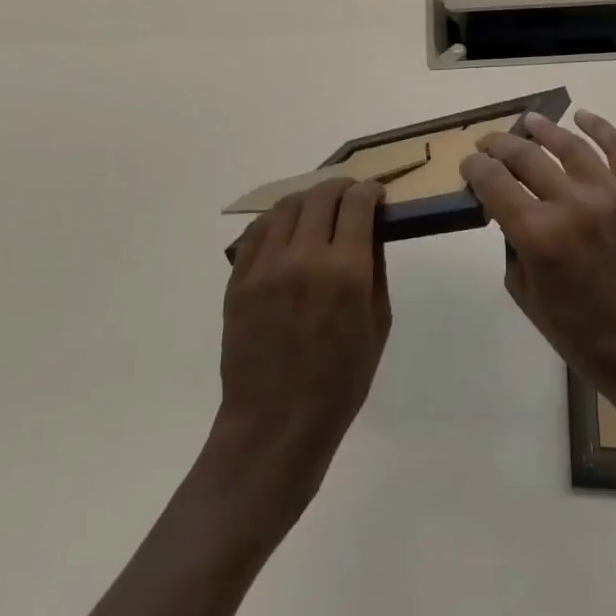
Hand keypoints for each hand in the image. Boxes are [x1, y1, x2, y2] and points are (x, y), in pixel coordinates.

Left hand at [214, 178, 390, 516]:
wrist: (274, 426)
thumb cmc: (339, 384)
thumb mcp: (377, 326)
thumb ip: (375, 270)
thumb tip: (371, 229)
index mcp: (345, 271)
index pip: (357, 203)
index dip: (370, 190)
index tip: (376, 194)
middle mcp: (304, 257)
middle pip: (322, 195)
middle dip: (342, 188)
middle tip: (350, 197)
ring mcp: (266, 266)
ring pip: (288, 205)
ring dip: (309, 200)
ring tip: (318, 211)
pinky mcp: (239, 279)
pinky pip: (257, 230)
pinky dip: (277, 220)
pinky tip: (286, 231)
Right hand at [458, 112, 615, 445]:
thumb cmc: (582, 335)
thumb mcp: (526, 295)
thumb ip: (511, 244)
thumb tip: (504, 208)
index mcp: (538, 235)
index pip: (493, 181)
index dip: (475, 168)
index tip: (469, 166)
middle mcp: (572, 205)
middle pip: (525, 156)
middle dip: (499, 146)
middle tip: (489, 144)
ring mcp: (611, 195)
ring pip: (568, 145)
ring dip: (542, 128)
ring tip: (528, 120)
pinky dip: (599, 127)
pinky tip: (581, 117)